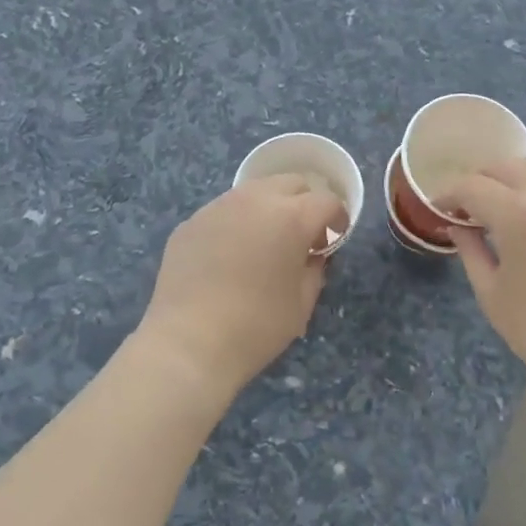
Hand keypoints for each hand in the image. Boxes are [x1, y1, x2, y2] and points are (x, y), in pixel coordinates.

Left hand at [135, 175, 347, 401]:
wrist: (188, 343)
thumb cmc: (256, 326)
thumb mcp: (302, 303)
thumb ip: (315, 270)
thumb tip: (312, 256)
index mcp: (291, 216)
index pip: (326, 201)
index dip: (337, 217)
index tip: (335, 236)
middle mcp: (255, 199)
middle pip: (291, 183)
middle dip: (304, 202)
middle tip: (302, 235)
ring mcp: (219, 206)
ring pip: (254, 191)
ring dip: (268, 207)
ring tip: (264, 241)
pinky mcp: (191, 221)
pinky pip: (224, 210)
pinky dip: (236, 223)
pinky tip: (229, 256)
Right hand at [440, 156, 525, 402]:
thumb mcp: (494, 296)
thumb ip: (471, 252)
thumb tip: (458, 227)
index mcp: (519, 214)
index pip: (473, 186)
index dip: (449, 193)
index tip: (439, 207)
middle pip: (506, 166)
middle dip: (480, 181)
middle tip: (469, 207)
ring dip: (514, 178)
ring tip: (505, 207)